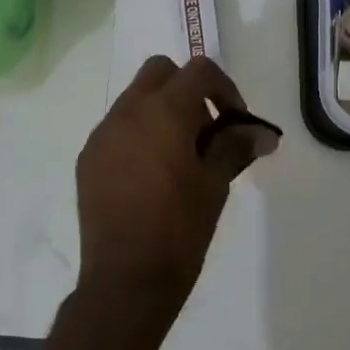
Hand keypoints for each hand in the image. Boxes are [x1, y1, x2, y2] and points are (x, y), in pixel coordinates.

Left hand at [74, 55, 275, 320]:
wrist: (126, 279)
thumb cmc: (180, 228)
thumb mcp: (215, 184)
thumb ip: (236, 146)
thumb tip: (262, 133)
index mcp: (163, 111)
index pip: (199, 71)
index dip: (225, 89)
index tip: (235, 123)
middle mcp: (127, 112)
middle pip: (160, 72)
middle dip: (187, 90)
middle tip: (205, 130)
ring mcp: (102, 135)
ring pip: (135, 99)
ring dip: (161, 112)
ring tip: (179, 157)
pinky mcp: (87, 159)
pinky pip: (116, 129)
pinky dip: (138, 135)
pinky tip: (150, 176)